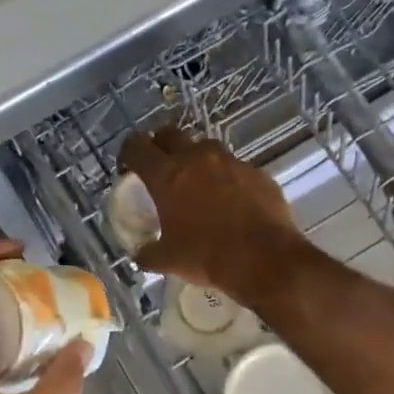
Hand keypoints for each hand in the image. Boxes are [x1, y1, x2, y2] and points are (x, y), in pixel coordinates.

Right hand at [118, 126, 304, 299]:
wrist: (265, 260)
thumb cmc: (207, 256)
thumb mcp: (168, 260)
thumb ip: (148, 251)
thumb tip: (141, 252)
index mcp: (167, 175)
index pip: (136, 146)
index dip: (127, 154)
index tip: (128, 169)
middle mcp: (197, 158)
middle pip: (169, 134)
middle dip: (160, 147)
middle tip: (160, 170)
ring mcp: (230, 161)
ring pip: (205, 147)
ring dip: (195, 160)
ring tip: (197, 185)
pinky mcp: (256, 172)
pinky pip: (234, 167)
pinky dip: (226, 178)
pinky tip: (230, 202)